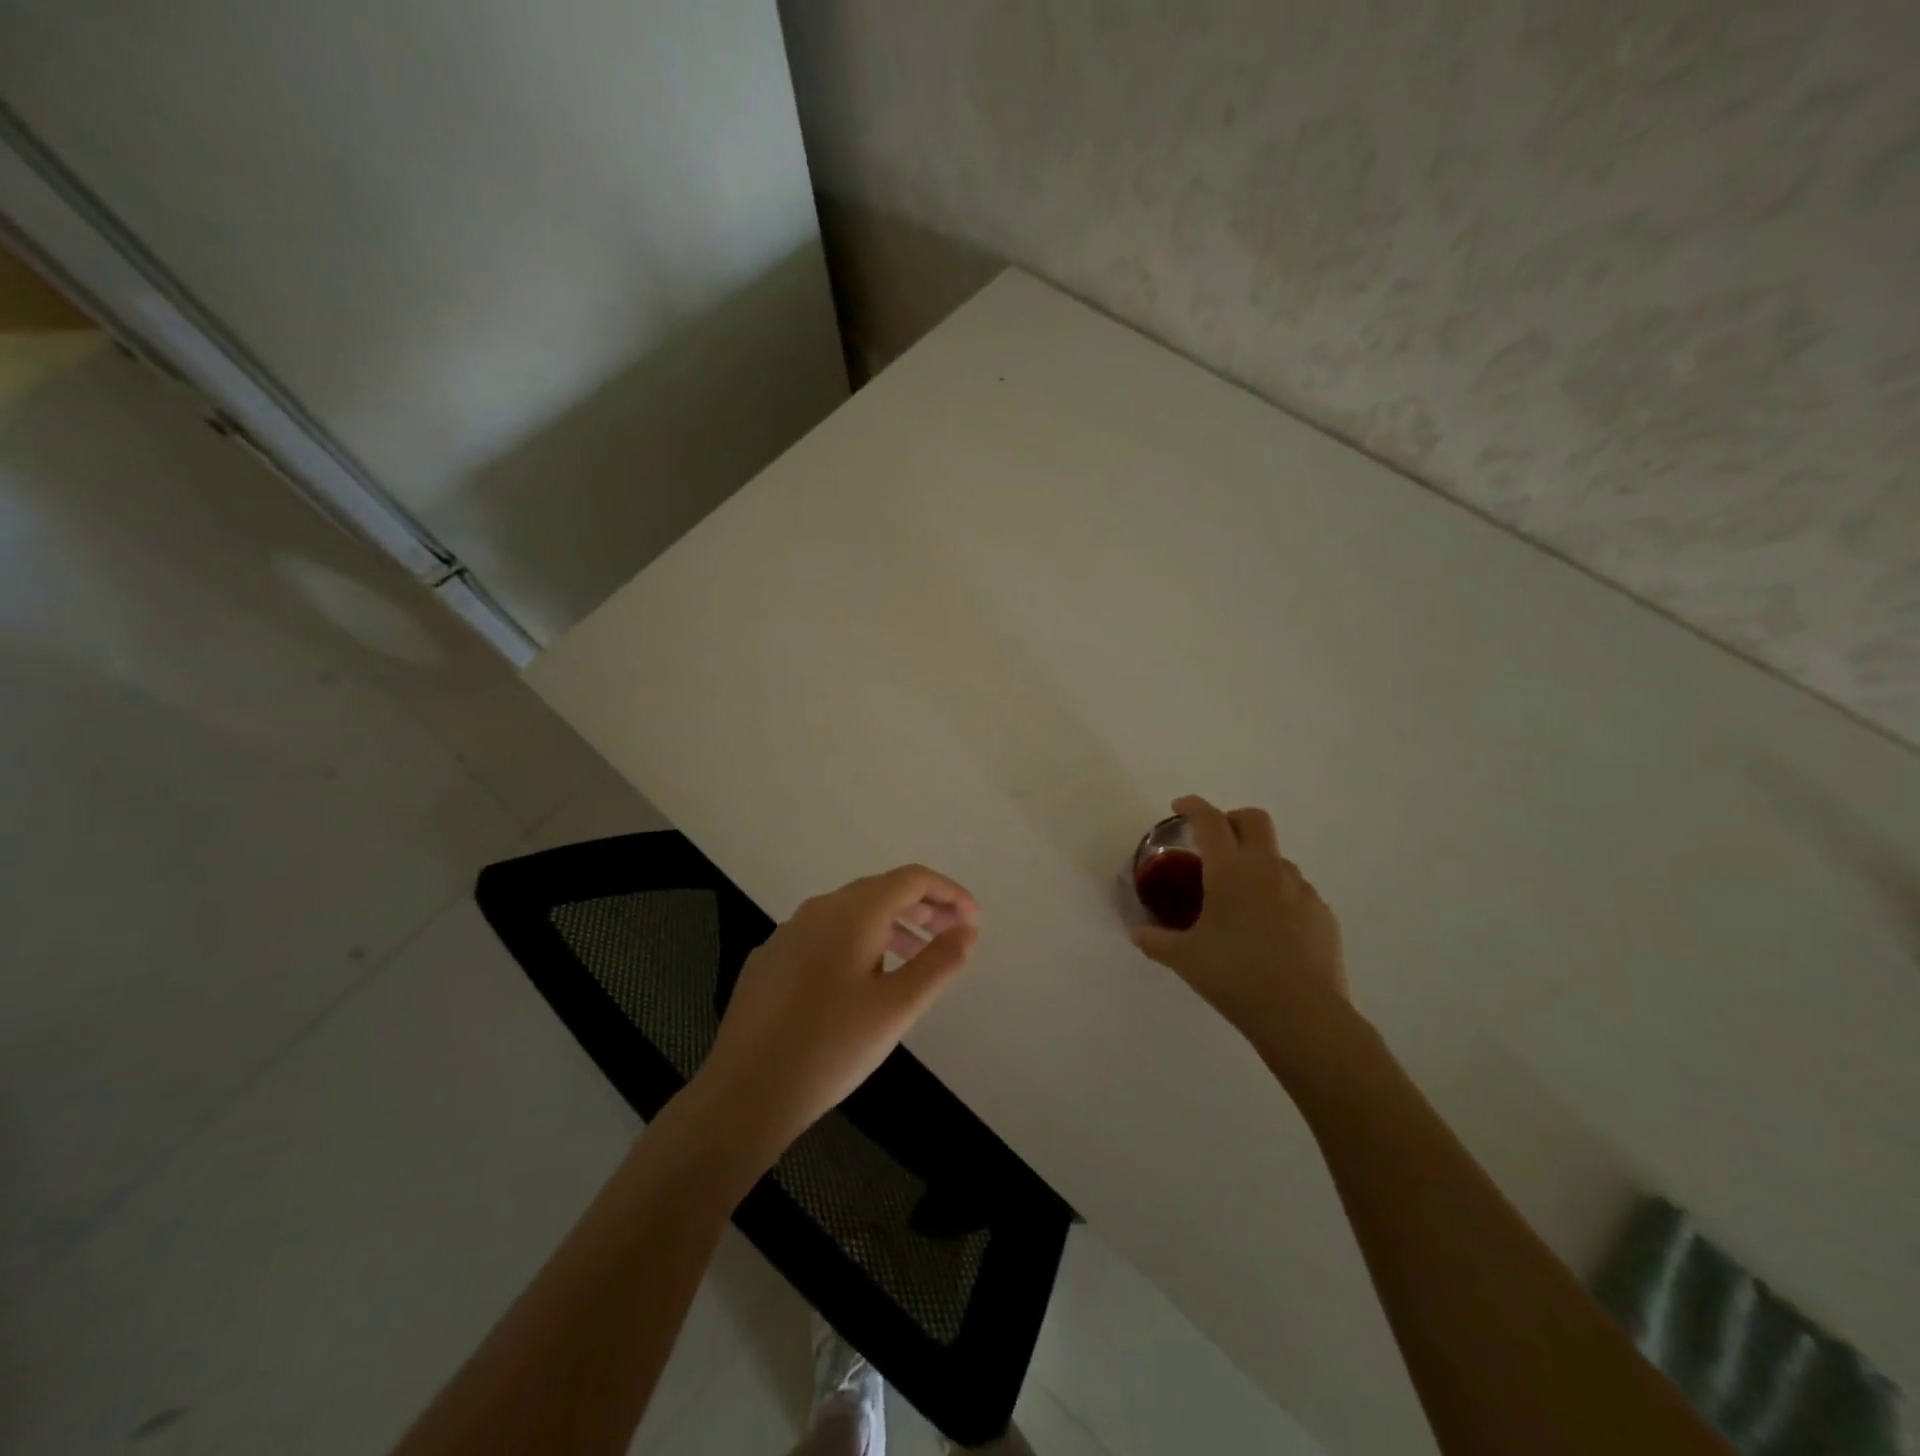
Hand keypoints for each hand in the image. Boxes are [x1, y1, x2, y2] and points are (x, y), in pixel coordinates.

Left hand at [693, 865, 979, 1158]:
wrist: (746, 1092)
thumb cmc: (832, 1046)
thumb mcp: (898, 1007)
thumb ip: (939, 963)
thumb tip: (966, 932)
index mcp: (853, 911)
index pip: (912, 879)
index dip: (949, 893)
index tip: (974, 920)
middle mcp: (818, 909)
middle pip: (881, 891)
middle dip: (923, 909)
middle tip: (954, 936)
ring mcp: (788, 933)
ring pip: (851, 914)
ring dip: (891, 927)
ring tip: (916, 959)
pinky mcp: (770, 960)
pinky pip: (824, 936)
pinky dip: (857, 943)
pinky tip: (861, 981)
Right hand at [1132, 795, 1346, 1038]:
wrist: (1302, 1014)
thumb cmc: (1234, 975)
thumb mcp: (1184, 958)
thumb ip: (1156, 941)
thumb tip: (1137, 934)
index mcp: (1230, 869)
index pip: (1210, 820)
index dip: (1193, 806)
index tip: (1180, 807)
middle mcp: (1267, 868)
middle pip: (1254, 820)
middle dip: (1231, 819)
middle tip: (1214, 839)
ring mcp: (1301, 889)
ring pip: (1276, 857)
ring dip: (1255, 862)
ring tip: (1239, 896)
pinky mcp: (1322, 914)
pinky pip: (1295, 890)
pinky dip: (1277, 894)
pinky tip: (1268, 927)